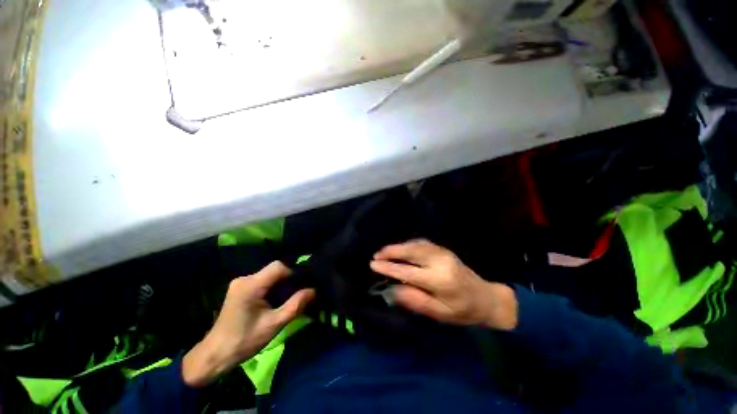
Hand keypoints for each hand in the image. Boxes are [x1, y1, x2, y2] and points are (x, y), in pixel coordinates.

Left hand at [183, 261, 314, 386]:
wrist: (215, 355)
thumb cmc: (244, 341)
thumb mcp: (274, 325)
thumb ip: (295, 305)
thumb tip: (314, 290)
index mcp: (251, 285)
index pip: (279, 267)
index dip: (295, 271)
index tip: (306, 282)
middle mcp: (245, 279)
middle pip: (274, 269)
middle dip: (290, 277)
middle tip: (303, 288)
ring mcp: (241, 283)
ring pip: (269, 274)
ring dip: (283, 282)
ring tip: (294, 293)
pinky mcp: (240, 289)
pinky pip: (263, 281)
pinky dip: (274, 286)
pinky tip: (280, 297)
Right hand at [370, 240, 516, 330]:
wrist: (486, 298)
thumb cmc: (462, 311)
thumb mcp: (439, 313)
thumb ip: (415, 300)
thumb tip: (392, 289)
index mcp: (439, 280)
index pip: (408, 271)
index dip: (389, 267)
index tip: (373, 264)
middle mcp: (440, 261)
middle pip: (411, 251)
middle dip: (391, 251)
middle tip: (376, 255)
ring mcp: (443, 252)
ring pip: (415, 244)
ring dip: (398, 246)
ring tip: (384, 251)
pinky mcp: (443, 249)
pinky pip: (422, 243)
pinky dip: (408, 244)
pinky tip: (401, 248)